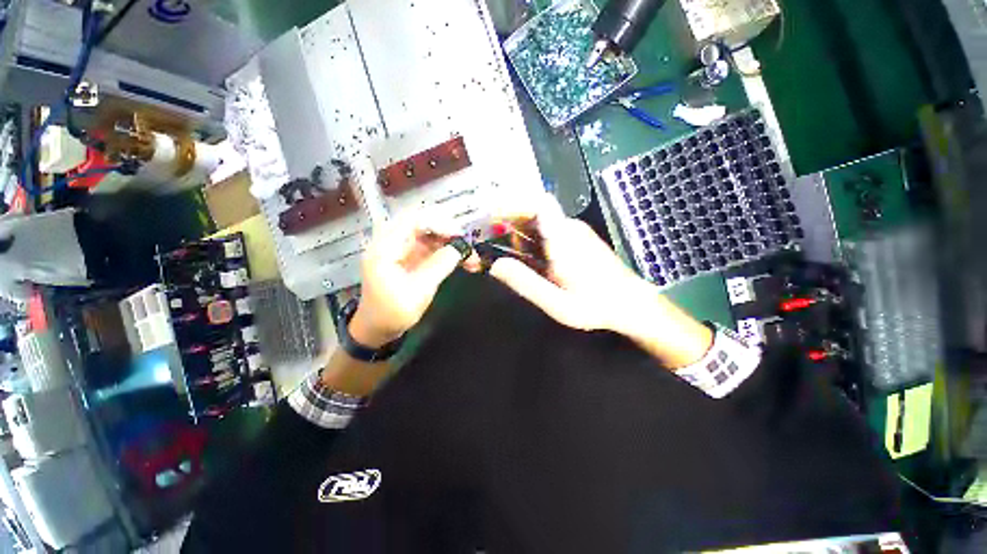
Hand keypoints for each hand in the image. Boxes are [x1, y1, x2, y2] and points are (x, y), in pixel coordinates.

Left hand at [350, 211, 479, 347]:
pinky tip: (459, 259)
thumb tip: (460, 248)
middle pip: (422, 223)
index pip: (413, 220)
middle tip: (466, 245)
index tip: (459, 236)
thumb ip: (439, 265)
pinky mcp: (407, 257)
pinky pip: (429, 246)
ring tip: (468, 256)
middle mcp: (390, 242)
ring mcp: (399, 249)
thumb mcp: (419, 291)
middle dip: (447, 232)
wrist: (377, 329)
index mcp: (385, 248)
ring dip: (449, 242)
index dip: (438, 222)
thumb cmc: (393, 312)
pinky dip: (445, 250)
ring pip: (428, 234)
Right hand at [487, 193, 647, 332]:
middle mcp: (568, 228)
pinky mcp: (575, 239)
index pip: (540, 204)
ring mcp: (573, 232)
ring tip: (505, 255)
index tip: (490, 213)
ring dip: (518, 234)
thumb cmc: (596, 305)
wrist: (631, 303)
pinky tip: (528, 260)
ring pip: (538, 223)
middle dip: (507, 223)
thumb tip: (495, 265)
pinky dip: (530, 241)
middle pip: (533, 212)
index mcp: (563, 239)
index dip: (513, 202)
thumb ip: (526, 283)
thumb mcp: (557, 302)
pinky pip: (547, 231)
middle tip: (487, 242)